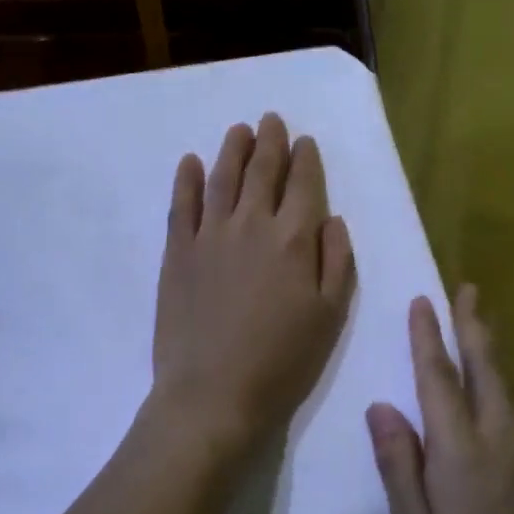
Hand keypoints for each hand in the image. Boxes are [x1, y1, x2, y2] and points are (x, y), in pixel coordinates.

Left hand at [152, 114, 355, 457]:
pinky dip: (187, 179)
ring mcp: (209, 235)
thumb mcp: (329, 317)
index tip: (305, 141)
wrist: (213, 393)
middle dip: (270, 143)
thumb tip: (332, 219)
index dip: (305, 159)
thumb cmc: (282, 362)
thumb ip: (336, 262)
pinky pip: (182, 205)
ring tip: (239, 130)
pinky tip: (190, 162)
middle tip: (271, 121)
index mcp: (294, 240)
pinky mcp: (177, 252)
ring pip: (222, 178)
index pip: (303, 185)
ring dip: (232, 150)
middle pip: (262, 172)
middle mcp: (252, 225)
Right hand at [367, 286, 513, 513]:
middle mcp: (501, 443)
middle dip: (474, 328)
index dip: (429, 339)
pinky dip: (505, 384)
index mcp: (462, 452)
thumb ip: (399, 465)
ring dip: (493, 351)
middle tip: (468, 291)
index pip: (440, 380)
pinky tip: (503, 391)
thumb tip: (381, 406)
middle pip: (486, 372)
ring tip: (483, 326)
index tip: (423, 301)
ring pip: (508, 388)